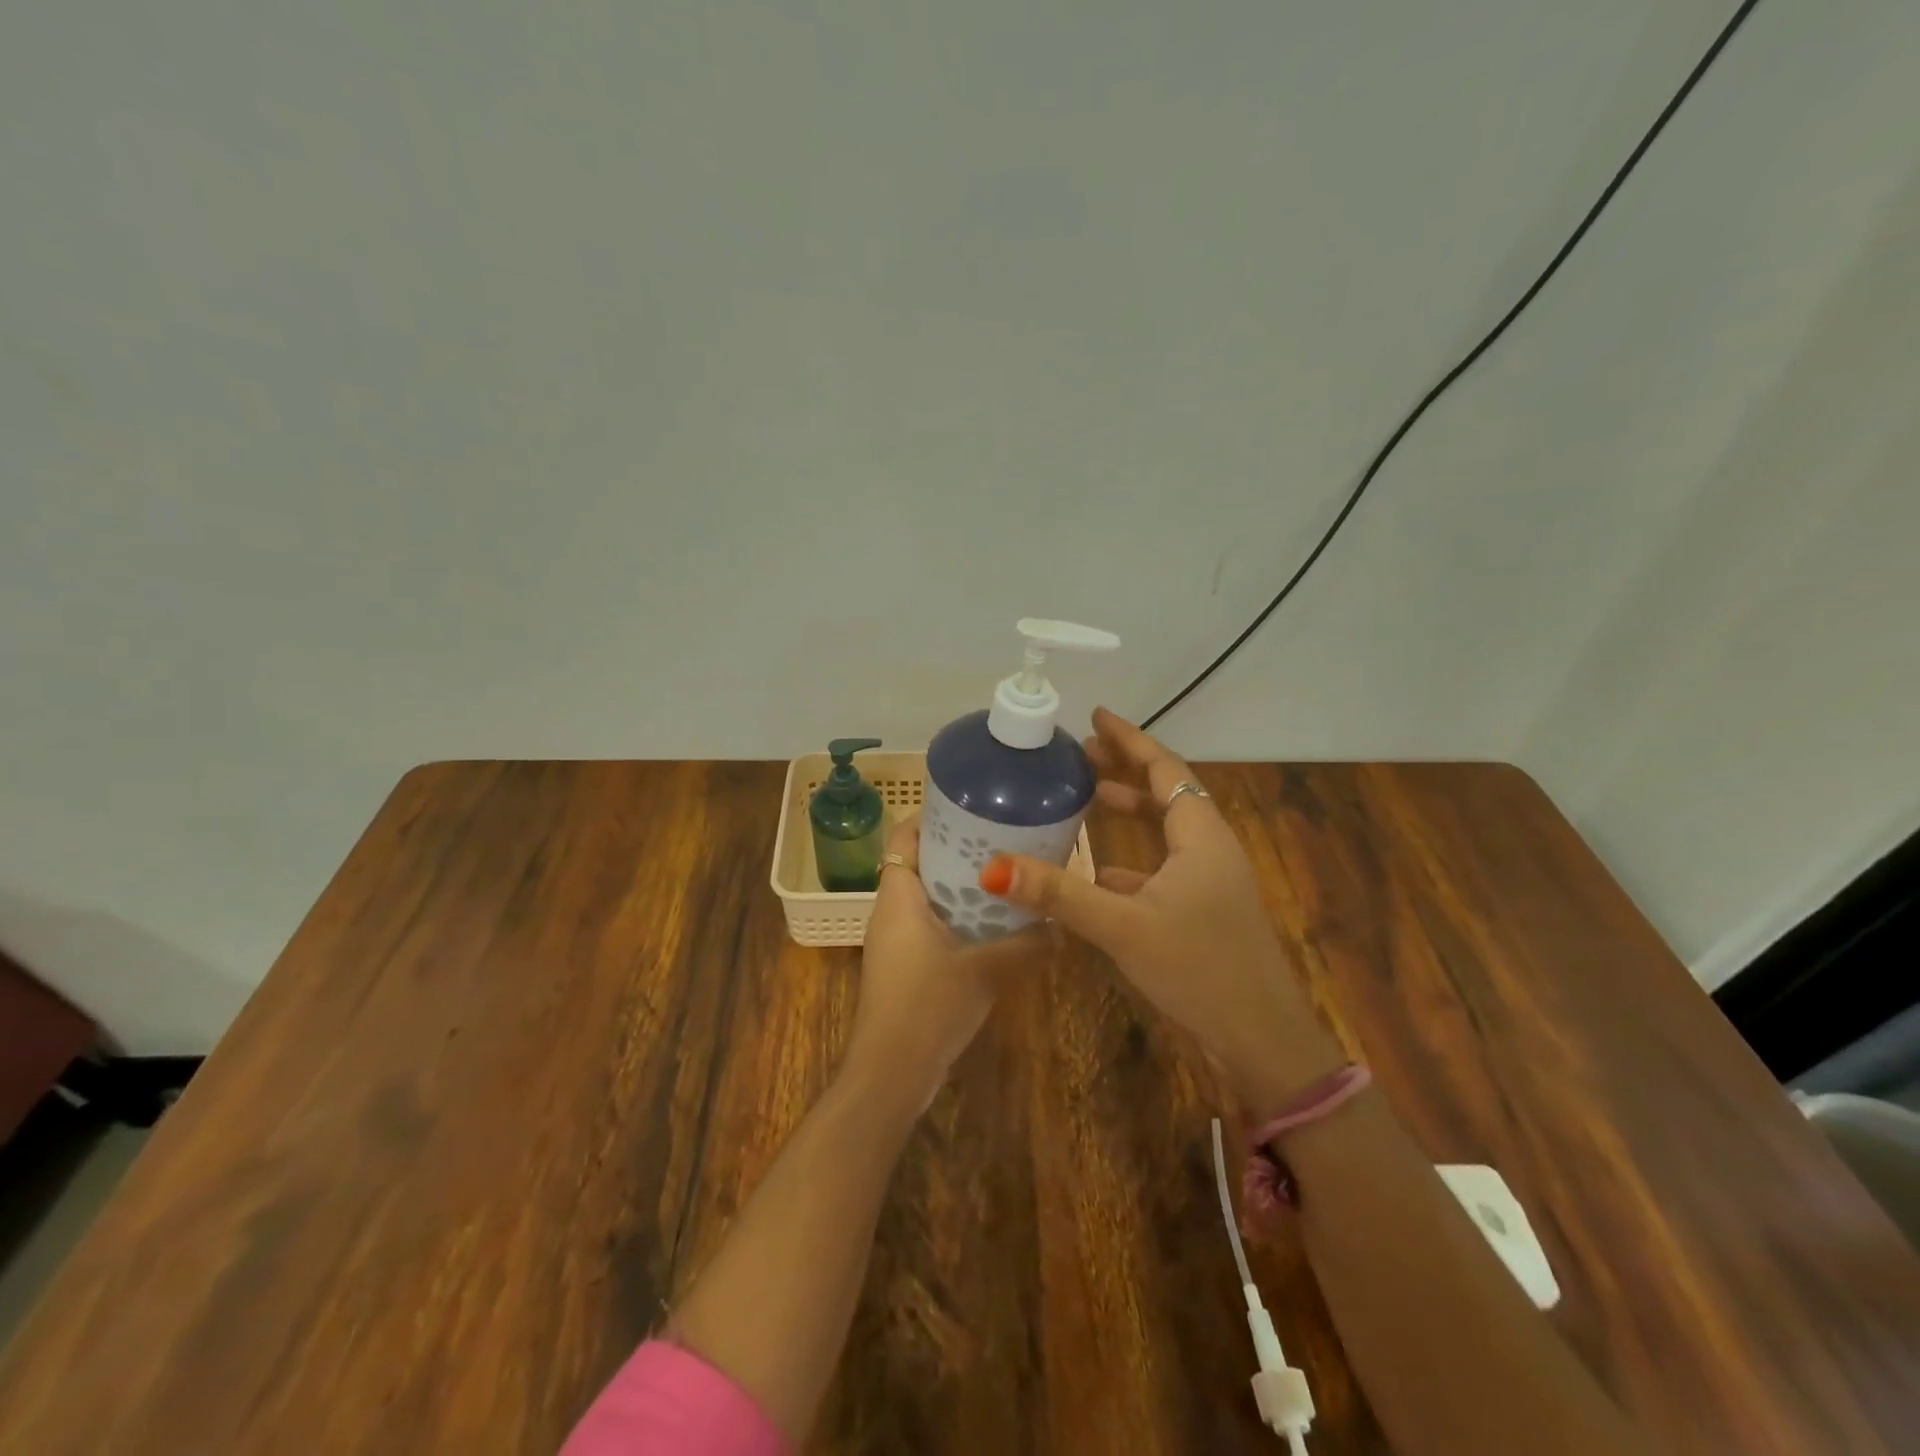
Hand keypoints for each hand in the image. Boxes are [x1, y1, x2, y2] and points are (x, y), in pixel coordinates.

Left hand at [842, 814, 1045, 1115]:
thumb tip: (1062, 928)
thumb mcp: (987, 970)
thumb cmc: (928, 1006)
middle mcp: (891, 911)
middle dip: (957, 850)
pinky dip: (958, 917)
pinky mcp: (904, 966)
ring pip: (927, 897)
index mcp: (898, 896)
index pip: (905, 838)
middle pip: (920, 864)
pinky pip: (931, 925)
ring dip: (960, 887)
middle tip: (1002, 840)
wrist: (891, 1074)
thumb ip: (1028, 945)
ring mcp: (895, 941)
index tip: (970, 807)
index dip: (931, 818)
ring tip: (1007, 877)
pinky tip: (996, 927)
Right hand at [979, 708, 1338, 1111]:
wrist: (1262, 1041)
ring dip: (1130, 809)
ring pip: (1167, 829)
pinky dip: (1133, 857)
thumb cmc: (1199, 969)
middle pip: (1166, 791)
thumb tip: (994, 866)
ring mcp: (1211, 880)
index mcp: (1201, 835)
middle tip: (1081, 754)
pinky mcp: (1206, 909)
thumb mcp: (1123, 927)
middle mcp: (1211, 847)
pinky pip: (1165, 865)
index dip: (1130, 739)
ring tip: (1087, 798)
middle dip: (1125, 769)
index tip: (1096, 716)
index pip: (1164, 768)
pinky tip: (1100, 871)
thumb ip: (1060, 894)